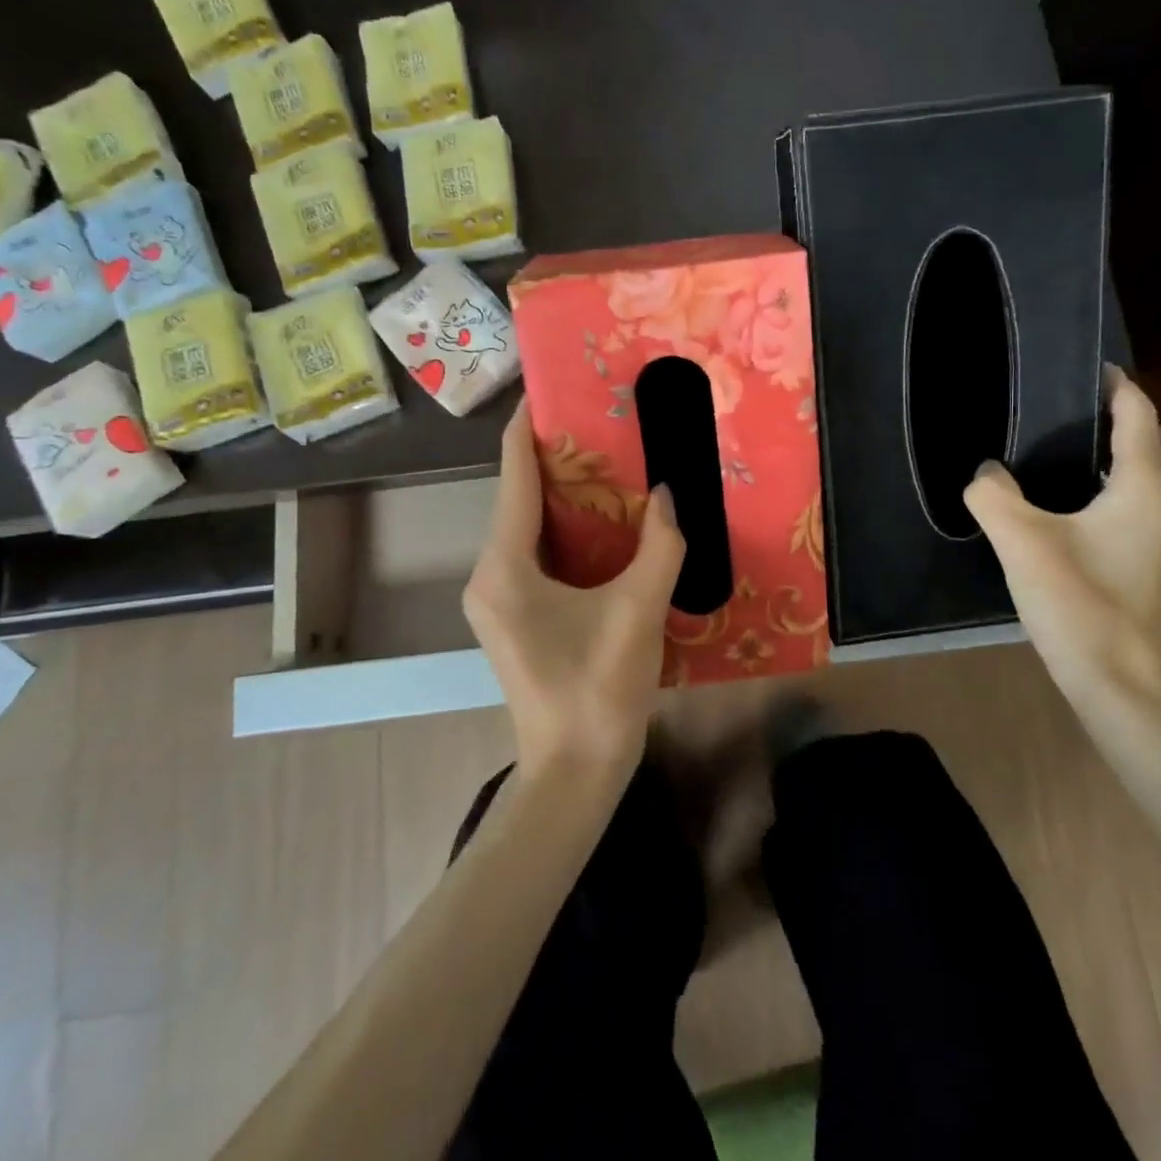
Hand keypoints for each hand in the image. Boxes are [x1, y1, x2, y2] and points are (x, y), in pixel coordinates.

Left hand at [463, 401, 685, 775]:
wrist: (574, 772)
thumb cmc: (598, 691)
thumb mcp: (637, 612)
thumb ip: (659, 547)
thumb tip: (670, 494)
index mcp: (505, 567)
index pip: (513, 477)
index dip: (527, 429)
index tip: (548, 387)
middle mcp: (489, 575)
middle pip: (518, 498)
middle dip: (555, 457)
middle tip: (600, 420)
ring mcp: (498, 598)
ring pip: (528, 527)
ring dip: (564, 494)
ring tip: (607, 458)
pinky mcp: (516, 615)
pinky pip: (537, 553)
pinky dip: (567, 529)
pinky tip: (605, 520)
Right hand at [964, 369, 1160, 704]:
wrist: (1119, 684)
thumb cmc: (1082, 604)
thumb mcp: (1024, 541)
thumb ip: (993, 495)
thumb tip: (985, 472)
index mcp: (1142, 485)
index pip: (1135, 411)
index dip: (1109, 381)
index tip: (1070, 362)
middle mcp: (1155, 501)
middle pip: (1127, 438)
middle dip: (1086, 414)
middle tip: (1032, 400)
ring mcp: (1147, 534)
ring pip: (1116, 473)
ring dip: (1081, 453)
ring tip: (1029, 441)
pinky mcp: (1131, 558)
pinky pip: (1106, 502)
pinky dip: (1079, 487)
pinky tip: (1038, 499)